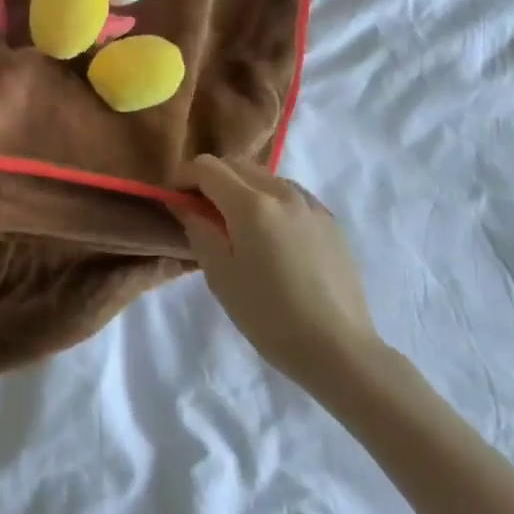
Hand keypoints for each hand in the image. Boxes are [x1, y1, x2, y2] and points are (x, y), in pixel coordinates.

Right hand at [176, 155, 379, 392]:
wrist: (338, 349)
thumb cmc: (268, 315)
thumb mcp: (219, 274)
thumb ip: (198, 229)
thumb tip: (185, 204)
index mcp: (252, 204)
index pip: (206, 167)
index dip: (183, 177)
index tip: (174, 200)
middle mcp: (283, 192)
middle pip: (236, 164)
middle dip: (210, 179)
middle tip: (199, 212)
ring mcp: (311, 204)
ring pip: (264, 177)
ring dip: (240, 188)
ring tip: (235, 225)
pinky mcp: (329, 221)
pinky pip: (288, 195)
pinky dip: (268, 200)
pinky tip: (269, 237)